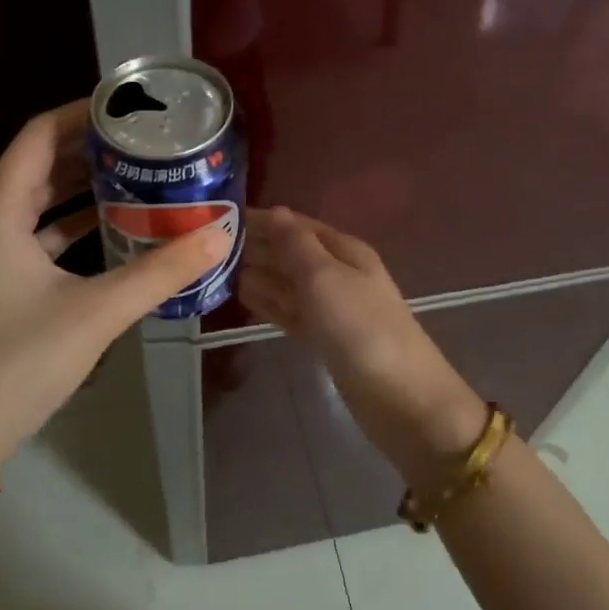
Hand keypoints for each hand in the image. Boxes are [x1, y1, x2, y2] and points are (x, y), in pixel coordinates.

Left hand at [0, 100, 229, 466]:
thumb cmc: (19, 361)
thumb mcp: (97, 312)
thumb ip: (160, 271)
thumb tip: (219, 234)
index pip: (38, 136)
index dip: (80, 114)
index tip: (126, 107)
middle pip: (37, 165)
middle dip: (87, 149)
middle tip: (141, 140)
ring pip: (34, 202)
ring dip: (78, 186)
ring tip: (133, 174)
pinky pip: (33, 235)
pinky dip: (68, 225)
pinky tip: (108, 227)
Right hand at [238, 207, 483, 487]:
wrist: (400, 397)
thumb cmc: (361, 328)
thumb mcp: (325, 277)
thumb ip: (296, 245)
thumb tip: (275, 212)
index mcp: (343, 250)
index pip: (296, 225)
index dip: (262, 220)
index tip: (219, 217)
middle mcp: (336, 273)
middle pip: (290, 252)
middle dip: (256, 246)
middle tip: (207, 245)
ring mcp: (330, 308)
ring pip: (286, 282)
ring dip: (257, 273)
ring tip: (216, 268)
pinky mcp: (323, 338)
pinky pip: (289, 310)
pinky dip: (267, 301)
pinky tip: (241, 296)